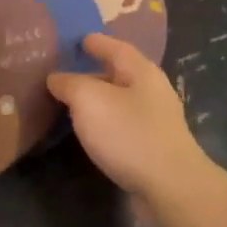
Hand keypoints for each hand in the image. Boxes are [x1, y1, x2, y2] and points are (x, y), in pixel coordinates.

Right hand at [46, 34, 211, 202]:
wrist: (169, 187)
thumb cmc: (129, 134)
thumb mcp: (89, 100)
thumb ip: (69, 84)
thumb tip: (56, 78)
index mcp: (142, 72)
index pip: (117, 48)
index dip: (97, 42)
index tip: (80, 40)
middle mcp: (153, 92)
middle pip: (121, 74)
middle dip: (96, 73)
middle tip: (67, 74)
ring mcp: (156, 122)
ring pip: (122, 102)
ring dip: (99, 101)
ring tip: (73, 104)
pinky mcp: (154, 148)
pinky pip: (124, 126)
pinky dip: (106, 123)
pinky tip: (92, 132)